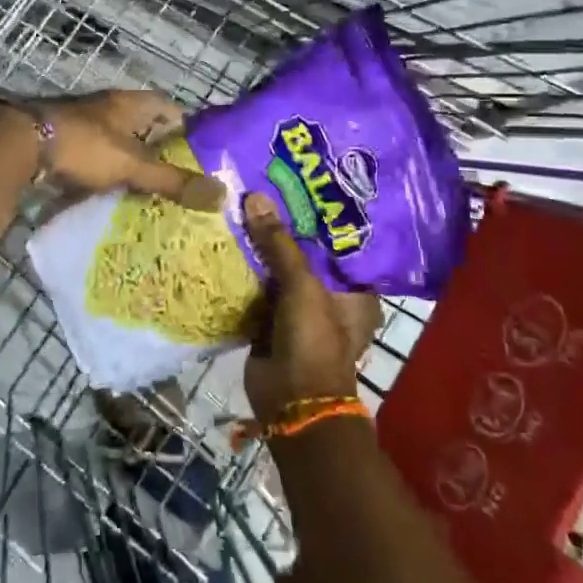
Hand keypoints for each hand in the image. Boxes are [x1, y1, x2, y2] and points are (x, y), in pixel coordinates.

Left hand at [36, 90, 224, 209]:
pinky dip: (105, 175)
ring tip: (151, 193)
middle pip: (143, 126)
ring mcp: (83, 125)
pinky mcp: (64, 144)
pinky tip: (113, 196)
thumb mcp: (133, 165)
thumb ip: (173, 181)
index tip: (201, 154)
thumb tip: (221, 195)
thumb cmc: (85, 146)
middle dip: (160, 150)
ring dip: (131, 163)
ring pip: (118, 143)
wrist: (21, 146)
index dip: (186, 128)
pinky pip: (94, 159)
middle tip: (179, 180)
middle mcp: (108, 109)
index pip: (168, 107)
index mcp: (130, 104)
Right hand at [241, 192, 382, 425]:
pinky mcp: (271, 321)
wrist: (291, 402)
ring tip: (241, 201)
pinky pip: (258, 288)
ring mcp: (299, 309)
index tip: (297, 181)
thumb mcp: (302, 286)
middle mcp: (330, 295)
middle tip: (262, 185)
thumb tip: (255, 197)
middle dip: (283, 226)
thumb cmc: (313, 340)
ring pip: (278, 269)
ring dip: (261, 246)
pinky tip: (228, 239)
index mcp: (354, 288)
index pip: (338, 240)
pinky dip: (246, 270)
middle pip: (305, 252)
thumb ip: (279, 242)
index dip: (319, 214)